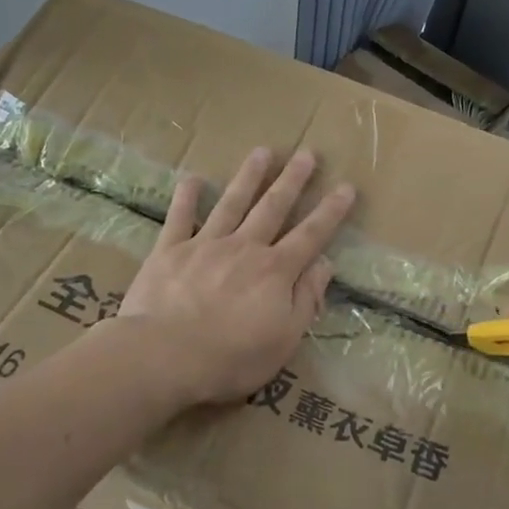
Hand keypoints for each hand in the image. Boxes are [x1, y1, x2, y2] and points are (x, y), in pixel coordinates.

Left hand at [117, 147, 354, 405]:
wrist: (163, 356)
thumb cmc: (231, 357)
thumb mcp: (284, 339)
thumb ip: (306, 298)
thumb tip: (325, 264)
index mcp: (275, 271)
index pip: (311, 235)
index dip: (330, 211)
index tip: (346, 187)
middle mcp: (245, 248)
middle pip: (273, 207)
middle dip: (293, 180)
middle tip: (307, 152)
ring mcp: (205, 245)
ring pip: (232, 202)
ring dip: (249, 176)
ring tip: (263, 151)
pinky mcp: (170, 251)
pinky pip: (179, 218)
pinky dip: (186, 197)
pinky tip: (193, 178)